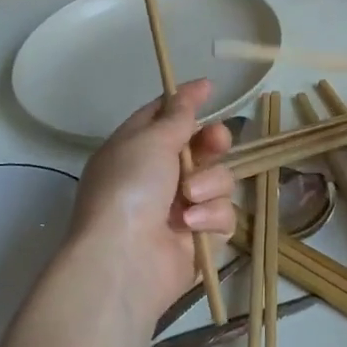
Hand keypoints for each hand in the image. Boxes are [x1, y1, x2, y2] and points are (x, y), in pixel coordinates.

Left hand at [72, 79, 237, 314]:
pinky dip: (209, 217)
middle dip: (212, 143)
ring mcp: (179, 208)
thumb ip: (179, 114)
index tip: (210, 88)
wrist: (124, 260)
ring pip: (219, 180)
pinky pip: (222, 215)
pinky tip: (191, 226)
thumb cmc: (130, 188)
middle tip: (214, 143)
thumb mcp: (151, 140)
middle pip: (201, 147)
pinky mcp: (198, 238)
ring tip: (190, 198)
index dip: (186, 102)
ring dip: (208, 184)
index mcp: (135, 149)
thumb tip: (197, 86)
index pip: (163, 116)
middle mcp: (157, 176)